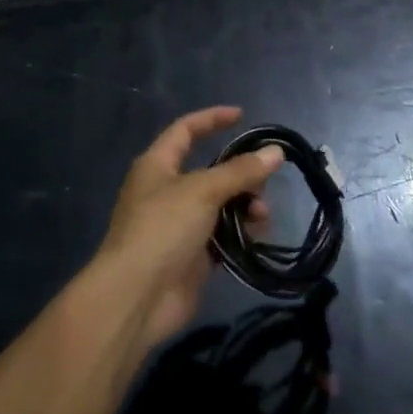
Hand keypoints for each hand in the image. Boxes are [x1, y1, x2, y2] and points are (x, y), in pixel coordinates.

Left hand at [94, 107, 282, 348]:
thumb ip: (240, 171)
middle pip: (210, 171)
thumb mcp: (203, 191)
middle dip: (240, 173)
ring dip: (244, 205)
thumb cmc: (162, 228)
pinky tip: (257, 236)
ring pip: (220, 204)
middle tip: (265, 182)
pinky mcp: (191, 256)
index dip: (212, 119)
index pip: (186, 130)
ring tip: (261, 216)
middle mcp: (166, 190)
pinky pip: (222, 235)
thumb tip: (276, 151)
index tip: (242, 116)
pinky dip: (240, 232)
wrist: (137, 297)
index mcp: (157, 165)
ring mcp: (179, 225)